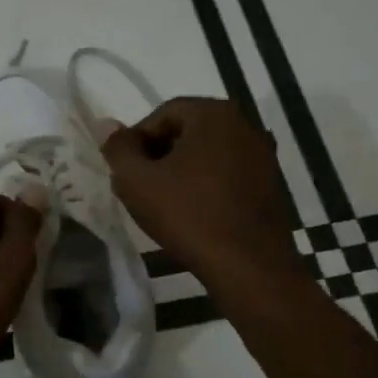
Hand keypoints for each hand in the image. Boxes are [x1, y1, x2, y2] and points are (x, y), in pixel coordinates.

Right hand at [102, 97, 300, 284]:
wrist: (247, 264)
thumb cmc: (187, 214)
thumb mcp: (137, 181)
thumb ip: (118, 148)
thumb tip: (106, 124)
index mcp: (214, 114)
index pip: (163, 113)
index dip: (137, 140)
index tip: (125, 170)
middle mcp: (245, 124)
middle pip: (188, 130)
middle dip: (159, 154)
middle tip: (141, 186)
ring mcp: (263, 155)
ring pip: (208, 153)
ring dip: (182, 170)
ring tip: (164, 202)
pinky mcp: (271, 183)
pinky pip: (228, 173)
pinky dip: (206, 185)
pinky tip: (193, 212)